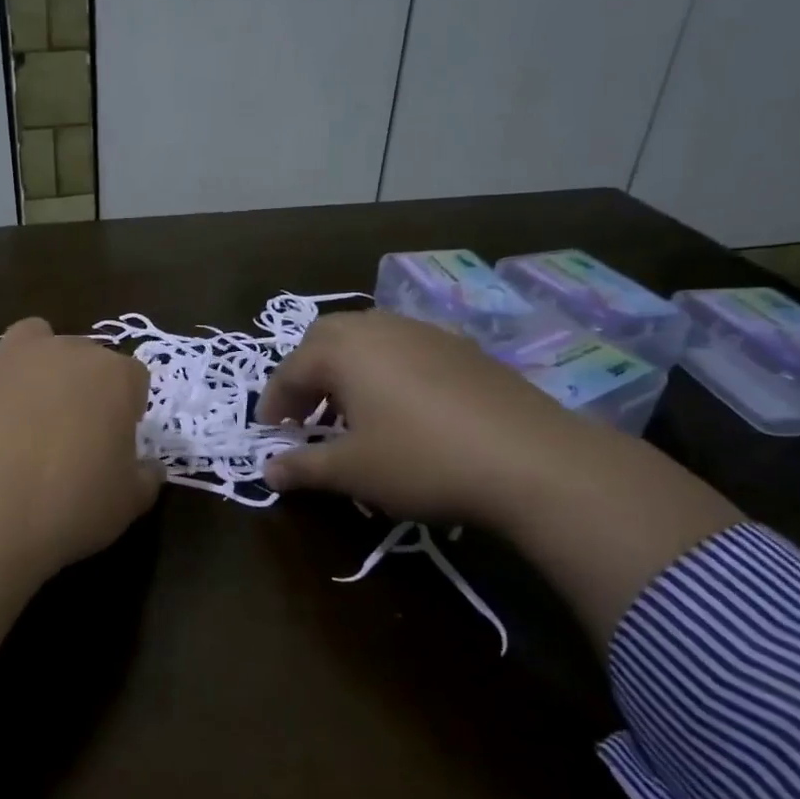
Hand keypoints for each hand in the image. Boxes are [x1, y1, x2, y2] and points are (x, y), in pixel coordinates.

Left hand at [0, 314, 160, 587]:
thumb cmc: (70, 508)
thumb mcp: (128, 503)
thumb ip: (146, 476)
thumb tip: (148, 467)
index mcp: (114, 377)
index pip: (133, 378)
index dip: (126, 409)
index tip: (114, 442)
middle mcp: (65, 350)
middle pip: (83, 354)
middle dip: (81, 385)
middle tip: (69, 433)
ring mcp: (9, 353)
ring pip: (30, 333)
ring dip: (33, 358)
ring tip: (23, 399)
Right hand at [258, 308, 591, 531]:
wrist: (531, 460)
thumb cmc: (422, 460)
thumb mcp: (353, 470)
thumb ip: (304, 467)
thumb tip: (267, 471)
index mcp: (344, 350)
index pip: (291, 369)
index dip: (273, 401)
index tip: (269, 431)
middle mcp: (380, 328)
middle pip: (326, 339)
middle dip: (306, 374)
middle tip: (303, 414)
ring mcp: (425, 333)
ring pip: (368, 340)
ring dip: (345, 370)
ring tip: (349, 413)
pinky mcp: (462, 348)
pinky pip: (405, 349)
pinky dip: (384, 371)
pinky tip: (400, 409)